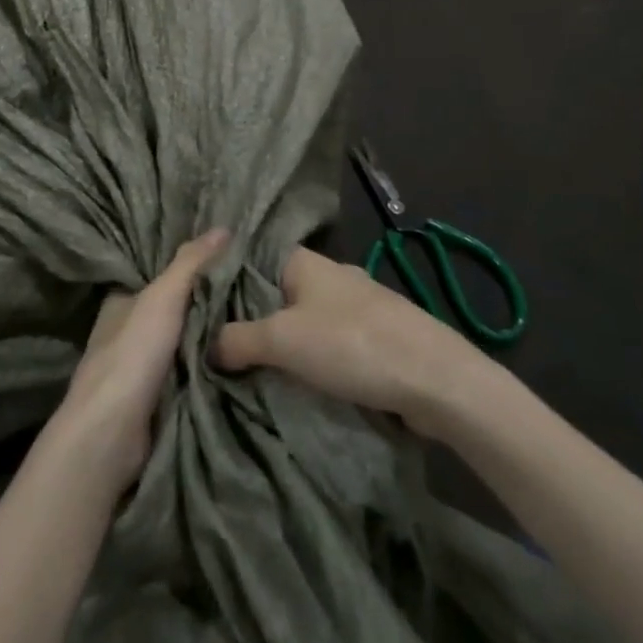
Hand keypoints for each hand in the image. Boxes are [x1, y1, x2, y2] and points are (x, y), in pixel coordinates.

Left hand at [47, 229, 228, 495]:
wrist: (111, 434)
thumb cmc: (132, 355)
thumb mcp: (162, 298)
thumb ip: (190, 264)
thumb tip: (224, 227)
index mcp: (121, 301)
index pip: (158, 276)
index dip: (188, 268)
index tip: (227, 262)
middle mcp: (127, 331)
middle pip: (173, 311)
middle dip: (205, 305)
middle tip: (252, 293)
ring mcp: (140, 369)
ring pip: (182, 345)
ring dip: (210, 340)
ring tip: (255, 323)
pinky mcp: (154, 401)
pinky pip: (189, 376)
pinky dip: (209, 370)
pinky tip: (239, 363)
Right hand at [212, 246, 495, 435]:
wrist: (438, 379)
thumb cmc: (351, 345)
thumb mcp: (281, 340)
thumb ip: (237, 339)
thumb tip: (209, 347)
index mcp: (305, 262)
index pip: (253, 260)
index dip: (228, 283)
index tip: (205, 311)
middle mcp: (331, 275)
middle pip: (279, 292)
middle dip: (256, 318)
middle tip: (225, 348)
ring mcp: (360, 305)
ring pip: (308, 319)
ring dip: (289, 343)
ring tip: (260, 369)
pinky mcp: (380, 335)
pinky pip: (334, 342)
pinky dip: (318, 358)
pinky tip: (305, 381)